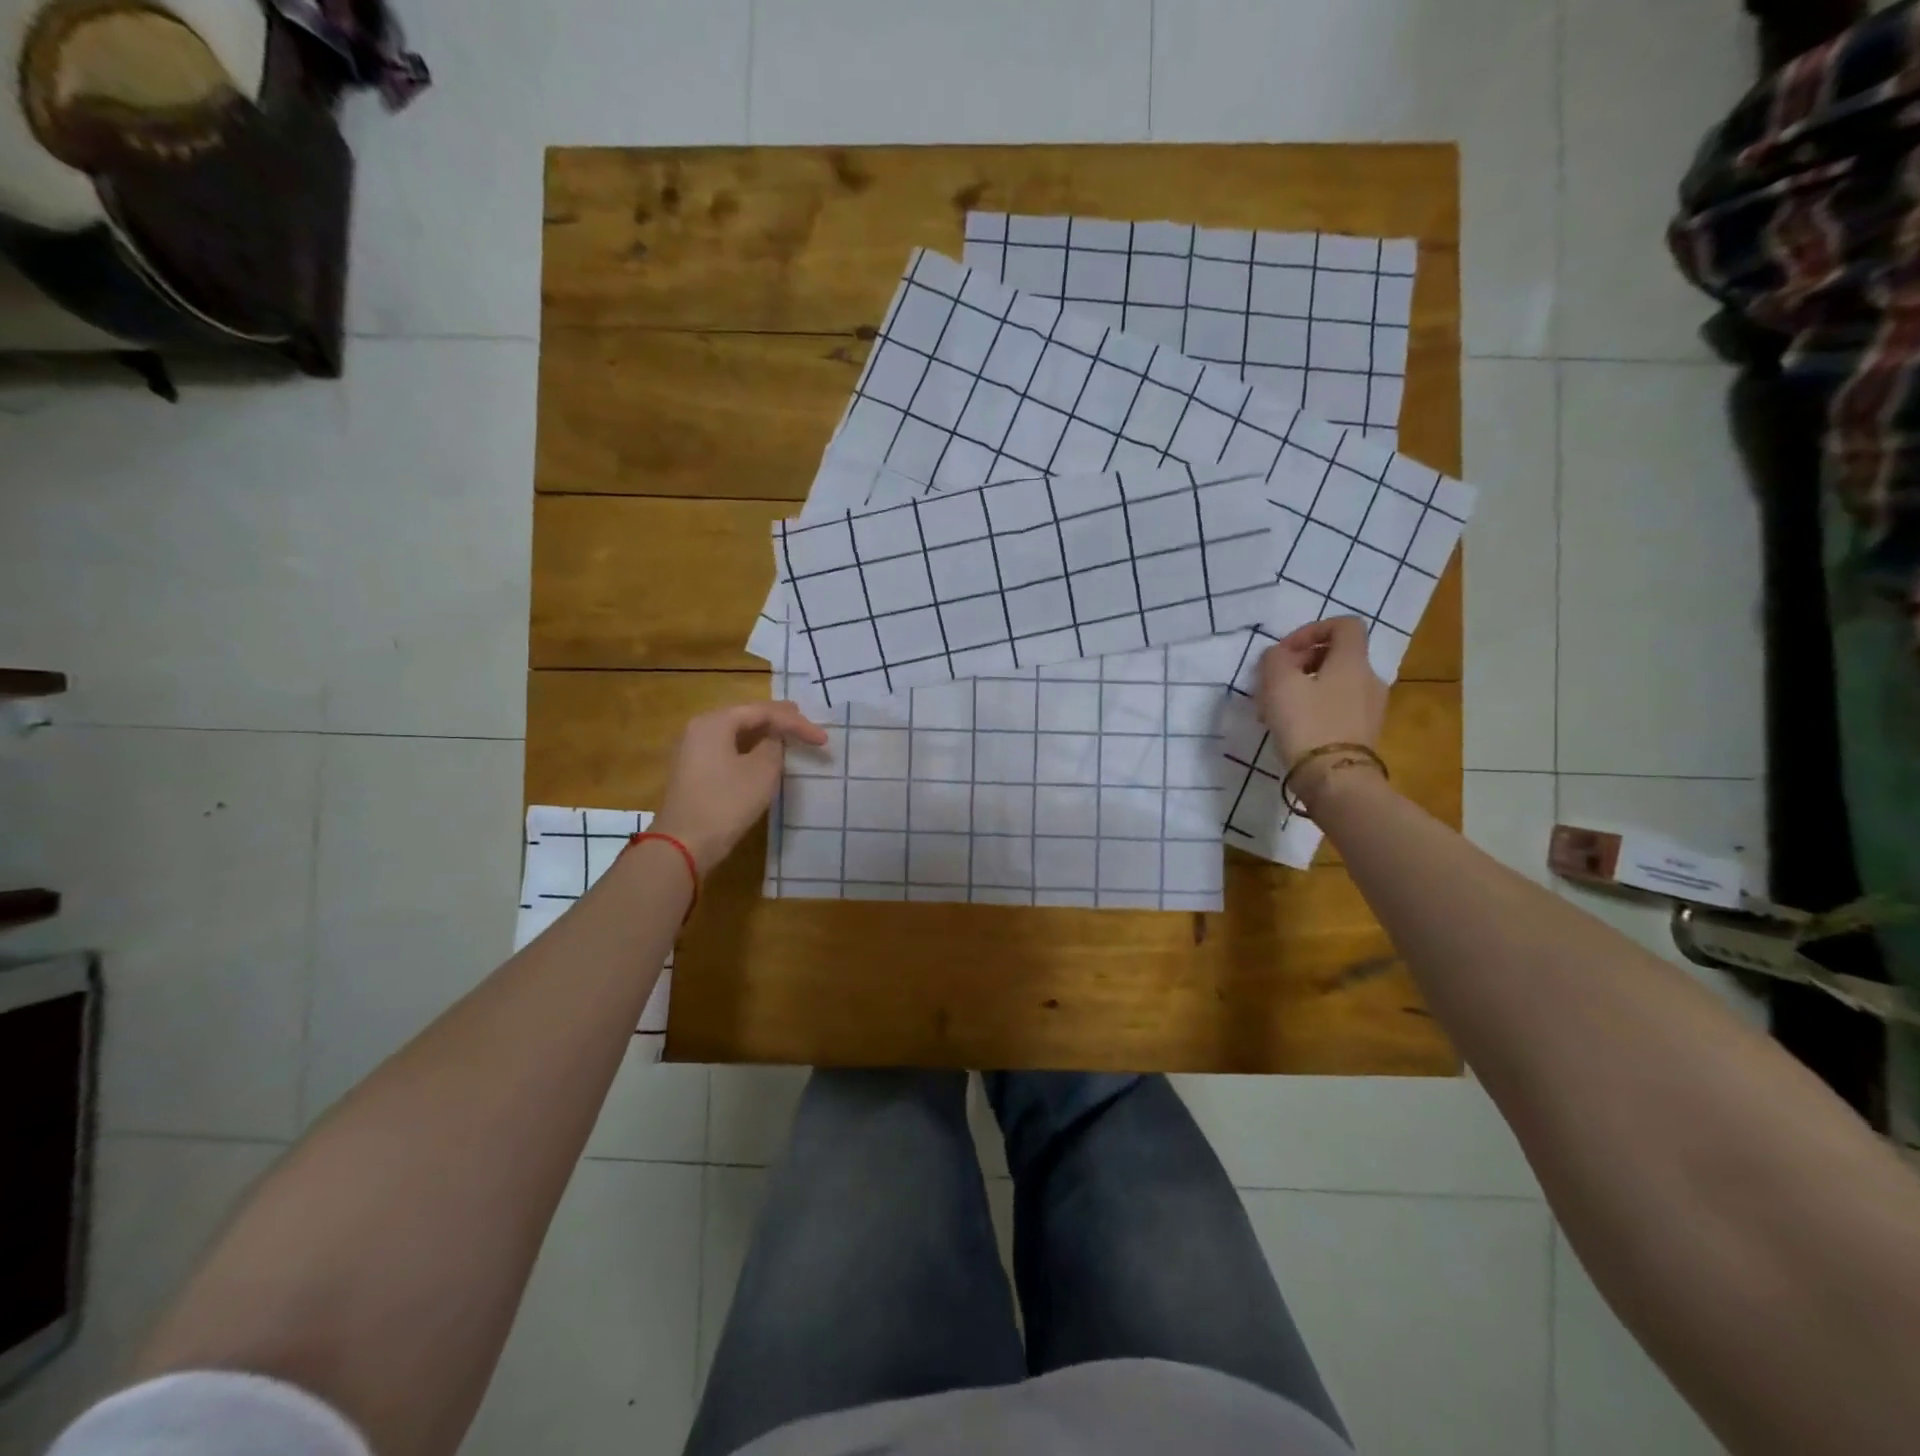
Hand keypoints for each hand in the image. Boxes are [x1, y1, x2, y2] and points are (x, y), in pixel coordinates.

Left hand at [650, 701, 827, 874]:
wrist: (684, 844)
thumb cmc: (726, 803)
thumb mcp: (762, 771)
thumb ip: (774, 746)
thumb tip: (774, 738)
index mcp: (715, 722)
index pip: (763, 711)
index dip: (796, 722)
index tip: (822, 738)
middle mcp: (700, 728)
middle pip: (746, 716)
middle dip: (778, 720)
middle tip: (804, 722)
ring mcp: (693, 749)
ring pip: (736, 732)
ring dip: (764, 734)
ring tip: (789, 734)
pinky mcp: (694, 770)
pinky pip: (727, 748)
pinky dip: (749, 748)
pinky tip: (764, 754)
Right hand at [1256, 616, 1387, 794]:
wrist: (1336, 779)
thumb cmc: (1307, 723)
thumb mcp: (1278, 683)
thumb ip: (1275, 659)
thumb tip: (1279, 656)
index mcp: (1352, 661)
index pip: (1344, 625)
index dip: (1312, 629)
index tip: (1286, 651)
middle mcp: (1369, 679)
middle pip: (1337, 656)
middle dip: (1302, 663)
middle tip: (1274, 681)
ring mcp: (1371, 708)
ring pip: (1334, 684)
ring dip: (1305, 688)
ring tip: (1277, 709)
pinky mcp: (1363, 733)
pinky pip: (1338, 708)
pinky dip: (1315, 709)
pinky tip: (1292, 728)